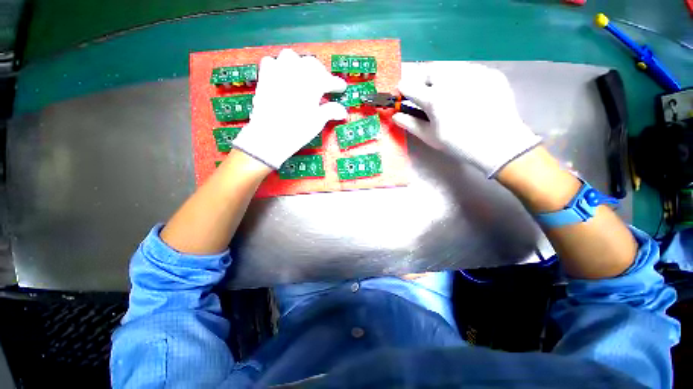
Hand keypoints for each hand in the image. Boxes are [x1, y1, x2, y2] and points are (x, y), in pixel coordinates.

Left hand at [233, 49, 347, 168]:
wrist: (270, 136)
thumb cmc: (297, 130)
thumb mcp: (318, 122)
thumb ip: (331, 111)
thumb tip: (343, 111)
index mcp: (312, 84)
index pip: (329, 80)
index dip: (336, 84)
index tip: (341, 87)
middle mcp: (295, 73)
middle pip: (311, 63)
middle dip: (320, 72)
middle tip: (323, 84)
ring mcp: (278, 73)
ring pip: (290, 57)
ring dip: (299, 65)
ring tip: (303, 77)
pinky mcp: (265, 78)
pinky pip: (271, 62)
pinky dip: (278, 67)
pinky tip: (282, 77)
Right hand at [393, 62, 540, 176]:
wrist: (498, 143)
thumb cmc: (457, 143)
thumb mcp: (429, 136)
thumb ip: (409, 123)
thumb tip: (394, 115)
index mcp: (433, 98)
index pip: (408, 85)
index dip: (402, 89)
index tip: (402, 94)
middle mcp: (450, 79)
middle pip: (428, 70)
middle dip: (421, 79)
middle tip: (425, 92)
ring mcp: (472, 73)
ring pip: (448, 66)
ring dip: (440, 76)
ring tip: (445, 91)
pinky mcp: (489, 73)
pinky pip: (468, 70)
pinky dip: (461, 78)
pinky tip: (466, 93)